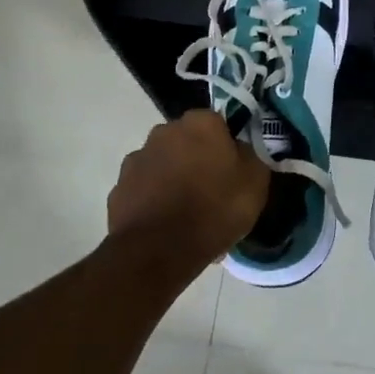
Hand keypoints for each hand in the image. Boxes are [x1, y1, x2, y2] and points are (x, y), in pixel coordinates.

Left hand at [107, 111, 269, 266]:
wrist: (157, 250)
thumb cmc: (214, 210)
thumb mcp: (255, 183)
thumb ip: (250, 155)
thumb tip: (239, 149)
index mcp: (200, 123)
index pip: (219, 123)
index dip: (227, 146)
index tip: (234, 170)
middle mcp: (164, 131)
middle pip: (188, 141)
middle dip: (198, 159)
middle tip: (212, 191)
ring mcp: (137, 158)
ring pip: (165, 164)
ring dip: (174, 179)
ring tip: (188, 214)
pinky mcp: (119, 187)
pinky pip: (145, 189)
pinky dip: (154, 200)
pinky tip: (166, 225)